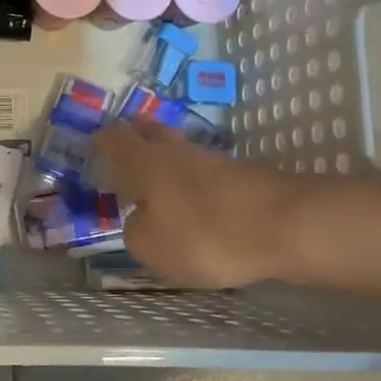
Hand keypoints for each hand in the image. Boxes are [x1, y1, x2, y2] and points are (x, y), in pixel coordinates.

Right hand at [94, 120, 318, 289]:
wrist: (287, 225)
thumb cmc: (204, 234)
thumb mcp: (151, 248)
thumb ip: (136, 232)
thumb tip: (141, 222)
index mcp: (143, 162)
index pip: (114, 138)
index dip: (101, 141)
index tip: (93, 147)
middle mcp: (175, 152)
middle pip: (150, 133)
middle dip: (136, 139)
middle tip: (125, 153)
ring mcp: (214, 160)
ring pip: (181, 152)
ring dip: (168, 163)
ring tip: (159, 185)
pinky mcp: (244, 176)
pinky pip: (207, 174)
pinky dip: (196, 184)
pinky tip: (197, 204)